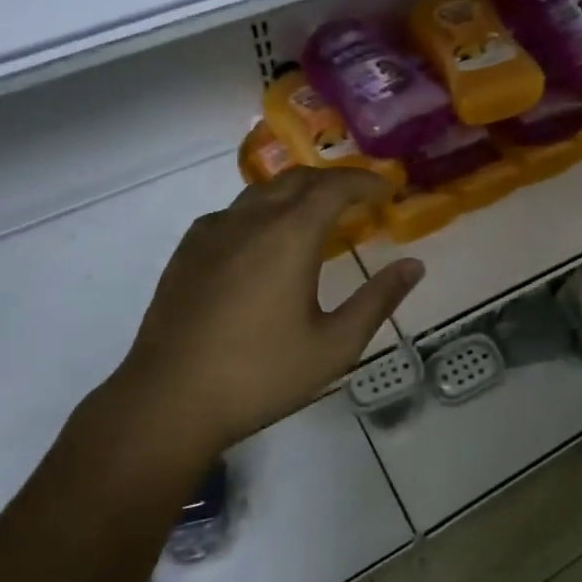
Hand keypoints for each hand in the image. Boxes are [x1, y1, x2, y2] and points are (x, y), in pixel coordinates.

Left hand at [80, 169, 423, 502]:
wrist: (167, 402)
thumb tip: (414, 266)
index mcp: (290, 235)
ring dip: (297, 192)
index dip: (365, 181)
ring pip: (262, 191)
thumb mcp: (334, 346)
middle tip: (359, 199)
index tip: (386, 190)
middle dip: (334, 181)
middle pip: (298, 179)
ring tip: (317, 215)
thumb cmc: (259, 375)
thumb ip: (378, 301)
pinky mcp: (187, 250)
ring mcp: (213, 232)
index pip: (335, 186)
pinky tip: (264, 241)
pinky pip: (233, 212)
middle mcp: (251, 220)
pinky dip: (262, 211)